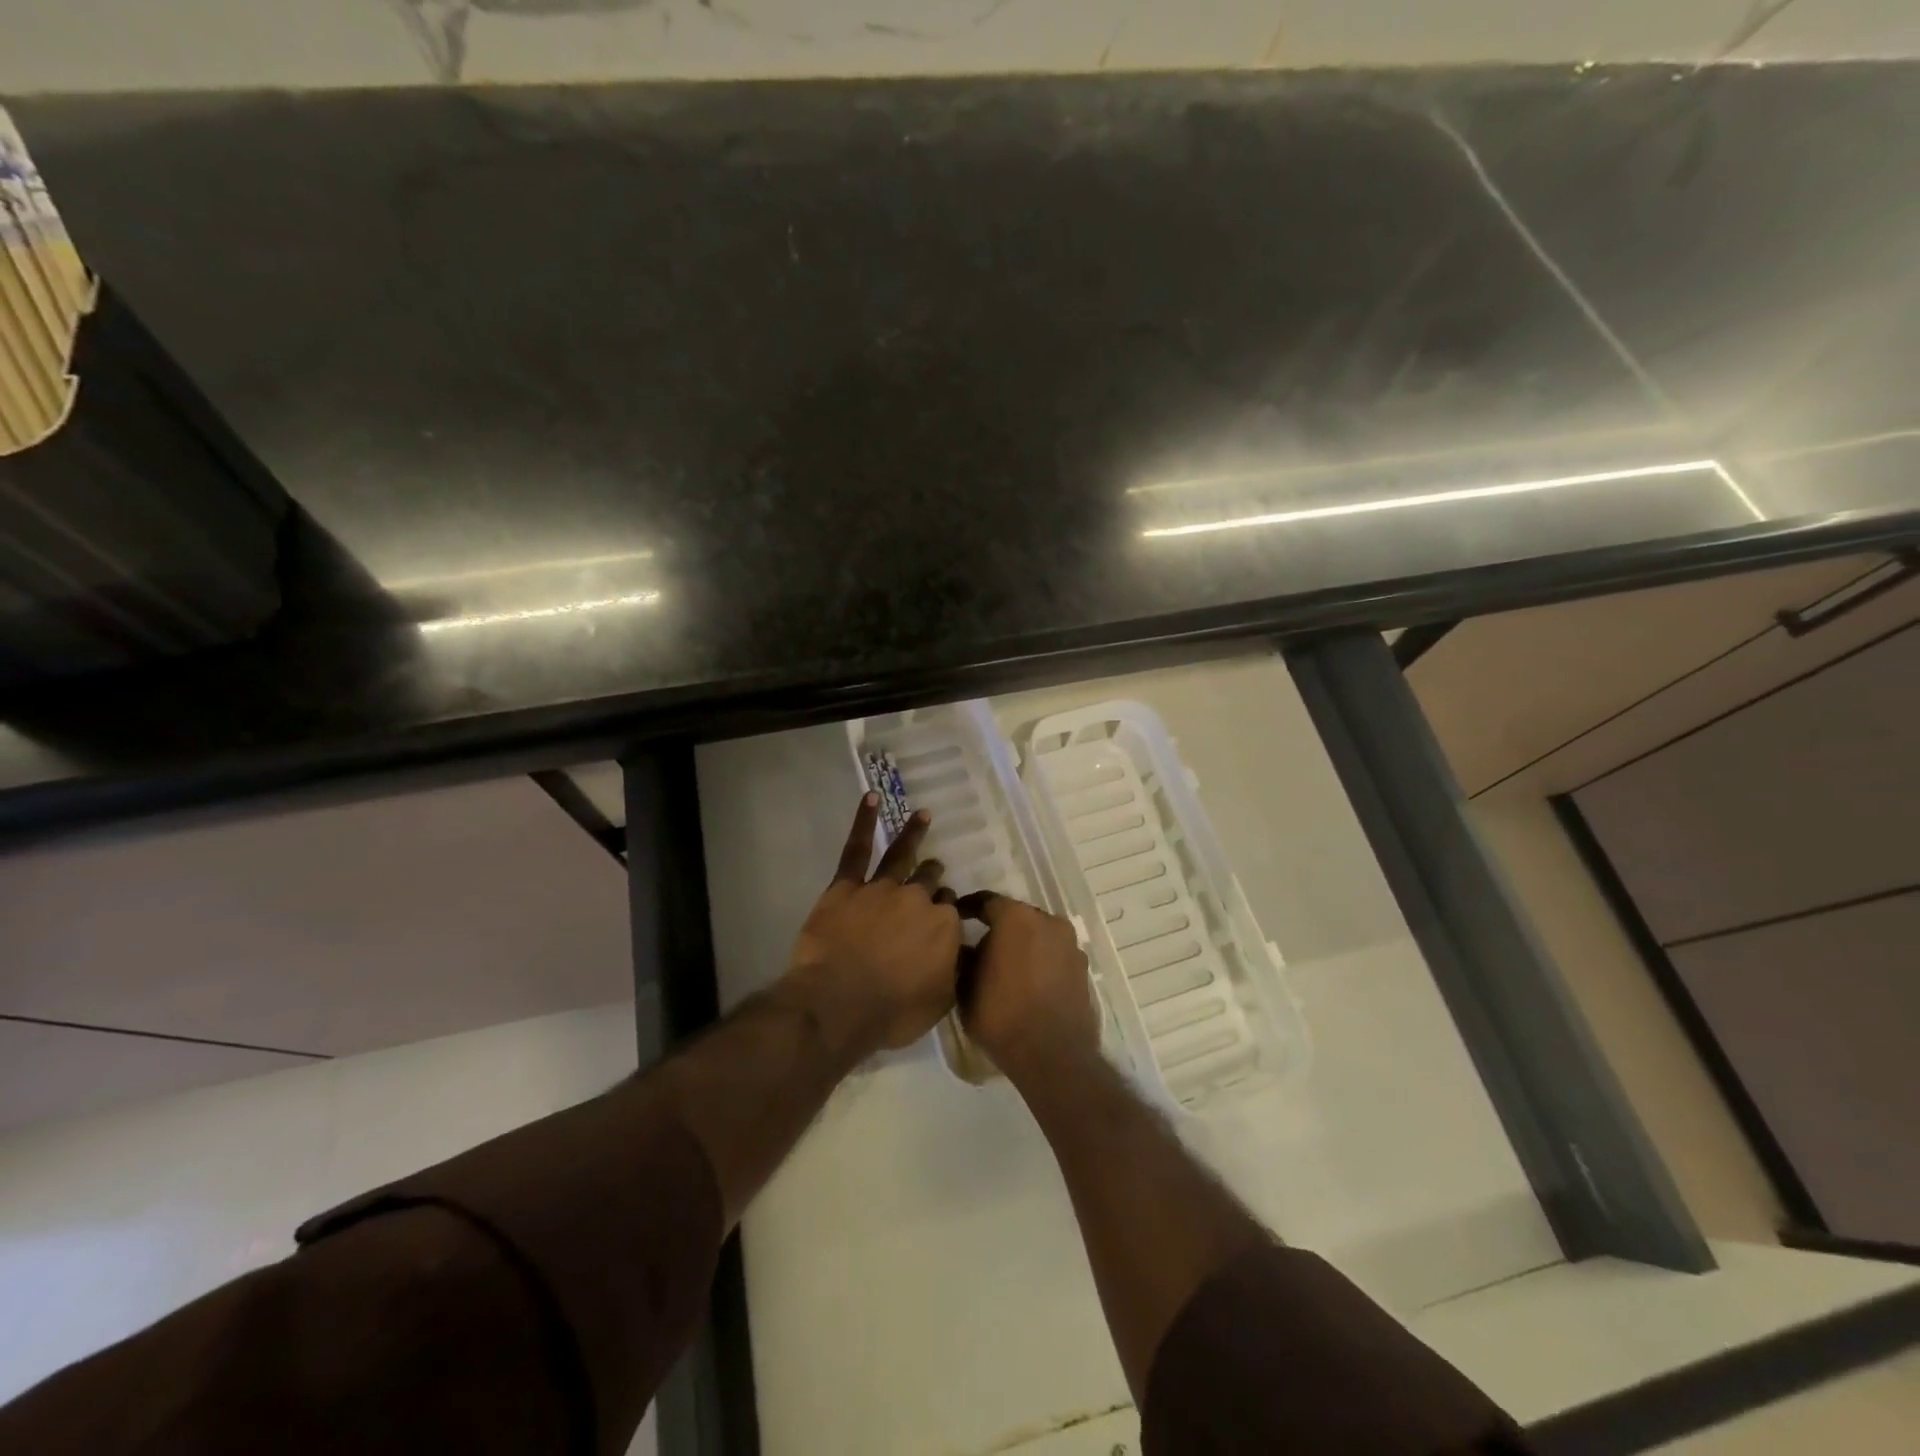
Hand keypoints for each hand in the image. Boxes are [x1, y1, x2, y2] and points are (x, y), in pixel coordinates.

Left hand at [783, 795, 961, 1056]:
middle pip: (929, 882)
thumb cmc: (892, 1012)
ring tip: (923, 815)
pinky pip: (857, 849)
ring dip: (914, 834)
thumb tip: (961, 951)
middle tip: (934, 872)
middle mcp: (918, 899)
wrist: (839, 1004)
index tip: (940, 919)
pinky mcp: (847, 887)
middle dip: (933, 877)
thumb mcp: (940, 1002)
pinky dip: (864, 822)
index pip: (949, 910)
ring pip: (903, 856)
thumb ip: (953, 970)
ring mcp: (882, 888)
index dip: (944, 913)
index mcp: (943, 926)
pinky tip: (871, 799)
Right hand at [958, 892, 1098, 1086]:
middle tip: (981, 947)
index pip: (986, 901)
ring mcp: (1070, 944)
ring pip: (1038, 935)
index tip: (957, 918)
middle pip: (1016, 916)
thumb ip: (964, 959)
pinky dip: (1040, 961)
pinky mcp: (1083, 968)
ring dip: (1022, 945)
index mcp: (1016, 917)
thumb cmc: (1002, 1015)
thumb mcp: (965, 987)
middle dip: (999, 928)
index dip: (969, 909)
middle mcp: (1047, 921)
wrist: (1053, 1055)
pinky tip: (1028, 982)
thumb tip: (967, 949)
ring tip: (1006, 968)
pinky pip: (1054, 955)